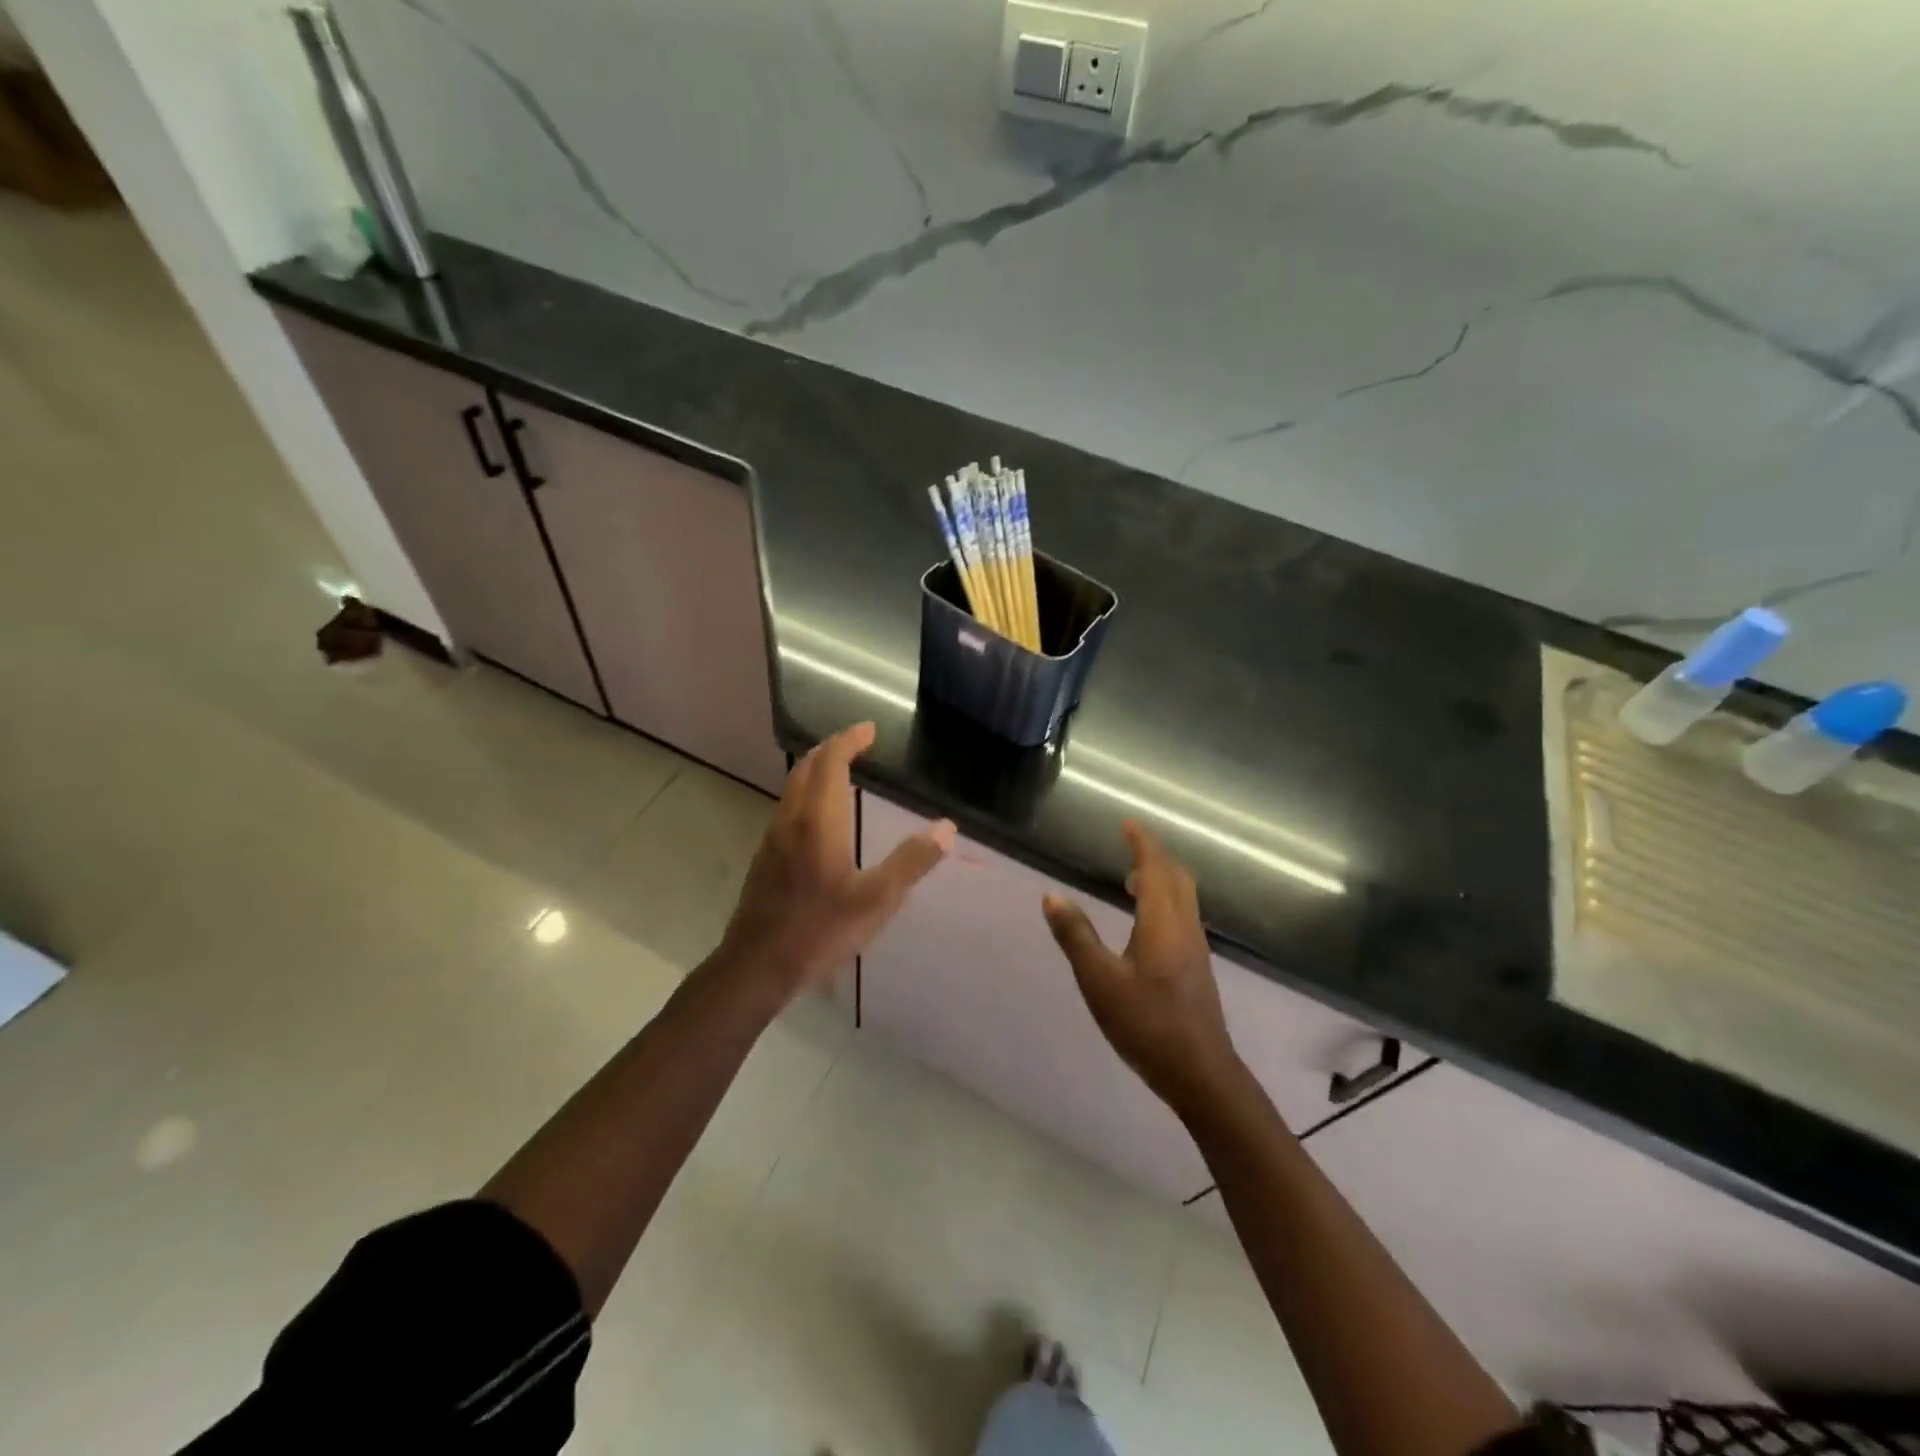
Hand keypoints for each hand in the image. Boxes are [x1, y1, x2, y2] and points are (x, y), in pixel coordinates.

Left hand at [715, 722, 954, 1003]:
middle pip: (807, 767)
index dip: (850, 740)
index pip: (830, 762)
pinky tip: (821, 817)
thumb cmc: (819, 931)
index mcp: (819, 821)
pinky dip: (807, 792)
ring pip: (793, 787)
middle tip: (858, 743)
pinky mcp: (765, 857)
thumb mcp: (877, 900)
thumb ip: (911, 861)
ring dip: (817, 769)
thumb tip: (947, 828)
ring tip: (843, 771)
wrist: (755, 966)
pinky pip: (788, 807)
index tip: (870, 729)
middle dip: (832, 748)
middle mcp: (791, 819)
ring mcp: (773, 837)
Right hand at [1042, 820, 1242, 1119]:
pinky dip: (1165, 900)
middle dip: (1155, 855)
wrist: (1200, 1072)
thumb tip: (1052, 896)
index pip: (1155, 868)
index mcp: (1163, 922)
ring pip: (1183, 897)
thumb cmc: (1146, 1023)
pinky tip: (1146, 920)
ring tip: (1132, 877)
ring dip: (1161, 878)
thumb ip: (1076, 936)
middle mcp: (1185, 927)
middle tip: (1130, 843)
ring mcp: (1195, 948)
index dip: (1142, 842)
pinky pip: (1182, 915)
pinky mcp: (1196, 967)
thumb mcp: (1100, 981)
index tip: (1128, 823)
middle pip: (1177, 877)